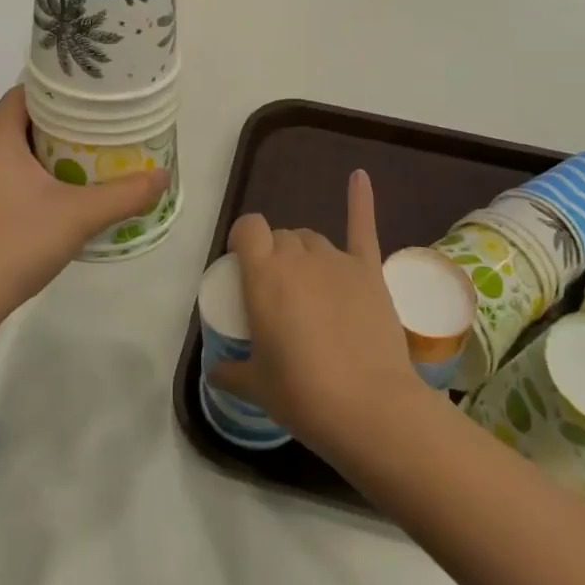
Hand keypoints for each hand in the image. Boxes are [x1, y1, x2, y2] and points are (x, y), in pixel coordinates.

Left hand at [0, 86, 168, 381]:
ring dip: (50, 151)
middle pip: (22, 122)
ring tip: (91, 155)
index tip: (88, 91)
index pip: (21, 93)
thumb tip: (163, 176)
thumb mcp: (78, 216)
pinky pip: (11, 178)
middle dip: (60, 120)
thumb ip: (124, 195)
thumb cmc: (14, 243)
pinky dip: (38, 177)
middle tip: (100, 123)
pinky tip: (65, 195)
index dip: (54, 87)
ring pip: (16, 153)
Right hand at [208, 169, 429, 457]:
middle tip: (277, 295)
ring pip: (312, 239)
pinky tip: (359, 176)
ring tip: (308, 288)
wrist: (369, 408)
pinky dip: (360, 200)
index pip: (248, 229)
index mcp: (263, 274)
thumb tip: (215, 371)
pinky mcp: (369, 271)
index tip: (242, 264)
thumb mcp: (255, 386)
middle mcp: (298, 257)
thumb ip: (230, 372)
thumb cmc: (302, 394)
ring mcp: (337, 261)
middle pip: (281, 236)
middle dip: (274, 255)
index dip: (243, 239)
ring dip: (304, 254)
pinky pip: (362, 226)